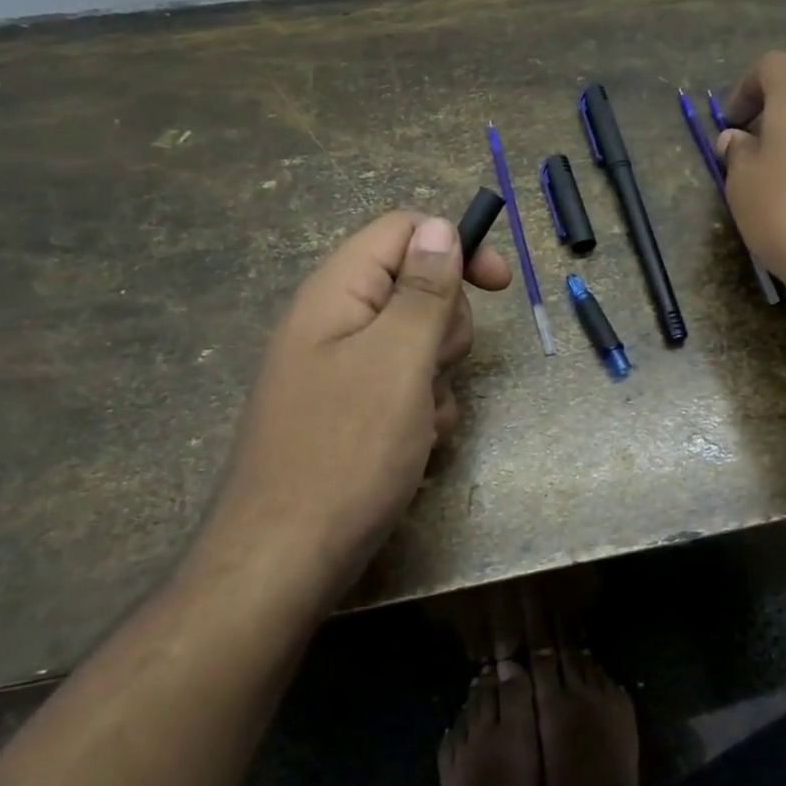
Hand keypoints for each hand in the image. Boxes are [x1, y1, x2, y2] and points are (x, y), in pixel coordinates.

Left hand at [194, 213, 510, 599]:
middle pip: (417, 287)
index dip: (454, 245)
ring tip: (421, 419)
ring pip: (420, 343)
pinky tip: (415, 446)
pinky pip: (408, 387)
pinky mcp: (354, 411)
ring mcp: (344, 370)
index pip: (402, 231)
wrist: (286, 560)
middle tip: (436, 366)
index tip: (499, 284)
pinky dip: (424, 410)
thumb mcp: (397, 360)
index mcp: (337, 292)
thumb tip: (438, 225)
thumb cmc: (345, 451)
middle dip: (446, 326)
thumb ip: (423, 289)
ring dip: (439, 376)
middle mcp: (337, 322)